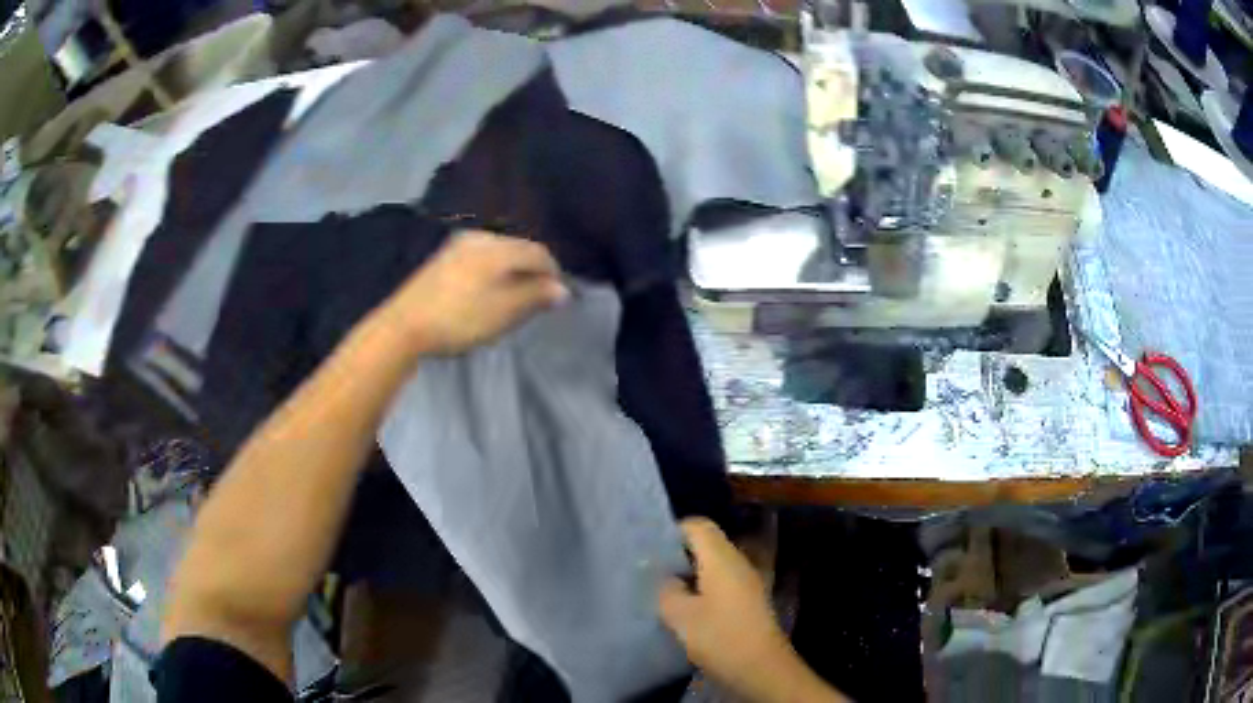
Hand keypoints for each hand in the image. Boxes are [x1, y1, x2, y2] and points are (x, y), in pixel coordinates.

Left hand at [382, 231, 566, 356]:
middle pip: (518, 249)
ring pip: (498, 253)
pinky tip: (487, 291)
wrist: (403, 325)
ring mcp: (458, 245)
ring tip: (514, 297)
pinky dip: (492, 272)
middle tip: (538, 298)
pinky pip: (480, 258)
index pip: (539, 253)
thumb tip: (563, 289)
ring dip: (512, 271)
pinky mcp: (443, 258)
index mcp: (498, 247)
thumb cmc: (460, 318)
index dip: (554, 274)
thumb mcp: (504, 311)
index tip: (559, 297)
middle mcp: (480, 237)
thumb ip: (536, 296)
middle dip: (532, 271)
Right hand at [660, 519, 846, 702]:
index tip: (650, 548)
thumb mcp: (680, 615)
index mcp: (722, 558)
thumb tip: (665, 577)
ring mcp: (748, 582)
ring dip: (690, 574)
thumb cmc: (720, 636)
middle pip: (707, 544)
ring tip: (665, 589)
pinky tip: (687, 608)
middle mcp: (739, 562)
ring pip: (714, 565)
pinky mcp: (750, 601)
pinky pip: (722, 582)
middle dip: (679, 554)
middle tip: (652, 570)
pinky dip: (703, 588)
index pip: (698, 525)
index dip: (672, 531)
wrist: (762, 667)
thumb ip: (667, 590)